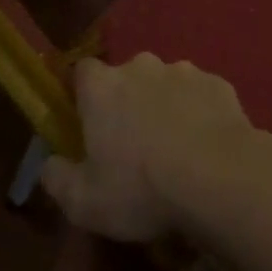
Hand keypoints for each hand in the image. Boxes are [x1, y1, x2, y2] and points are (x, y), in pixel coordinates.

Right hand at [40, 54, 262, 241]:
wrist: (220, 177)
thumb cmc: (142, 188)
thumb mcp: (84, 202)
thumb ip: (58, 179)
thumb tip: (50, 165)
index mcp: (102, 87)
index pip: (83, 72)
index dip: (84, 95)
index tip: (88, 123)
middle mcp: (141, 68)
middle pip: (127, 77)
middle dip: (128, 101)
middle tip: (134, 143)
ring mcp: (184, 71)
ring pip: (166, 84)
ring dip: (166, 105)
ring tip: (176, 147)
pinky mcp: (219, 84)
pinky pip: (200, 95)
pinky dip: (199, 112)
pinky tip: (206, 145)